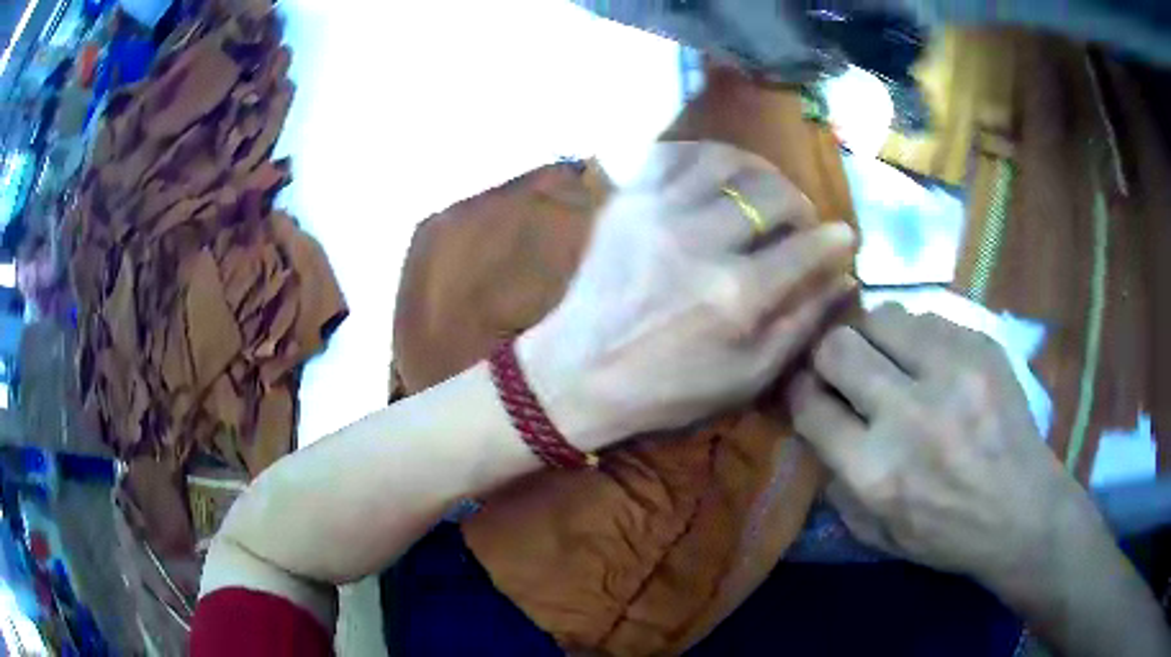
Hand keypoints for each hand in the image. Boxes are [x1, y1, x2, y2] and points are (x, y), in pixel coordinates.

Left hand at [519, 141, 855, 451]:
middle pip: (772, 193)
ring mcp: (658, 210)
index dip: (835, 239)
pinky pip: (673, 151)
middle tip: (800, 222)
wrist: (577, 371)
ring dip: (759, 171)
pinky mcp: (627, 199)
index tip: (843, 237)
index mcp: (735, 294)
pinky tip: (717, 173)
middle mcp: (700, 240)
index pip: (806, 247)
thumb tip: (843, 278)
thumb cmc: (666, 387)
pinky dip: (705, 154)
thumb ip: (801, 324)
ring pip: (728, 160)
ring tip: (765, 191)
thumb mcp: (746, 376)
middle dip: (800, 204)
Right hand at [791, 304, 1170, 656]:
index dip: (799, 391)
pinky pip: (928, 318)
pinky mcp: (982, 346)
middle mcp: (909, 414)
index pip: (810, 405)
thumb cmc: (946, 533)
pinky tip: (932, 362)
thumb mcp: (876, 534)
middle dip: (829, 355)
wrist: (1023, 511)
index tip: (806, 388)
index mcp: (875, 471)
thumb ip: (835, 484)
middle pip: (838, 347)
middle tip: (843, 367)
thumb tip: (815, 427)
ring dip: (875, 338)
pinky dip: (917, 337)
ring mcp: (951, 371)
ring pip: (882, 317)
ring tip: (890, 360)